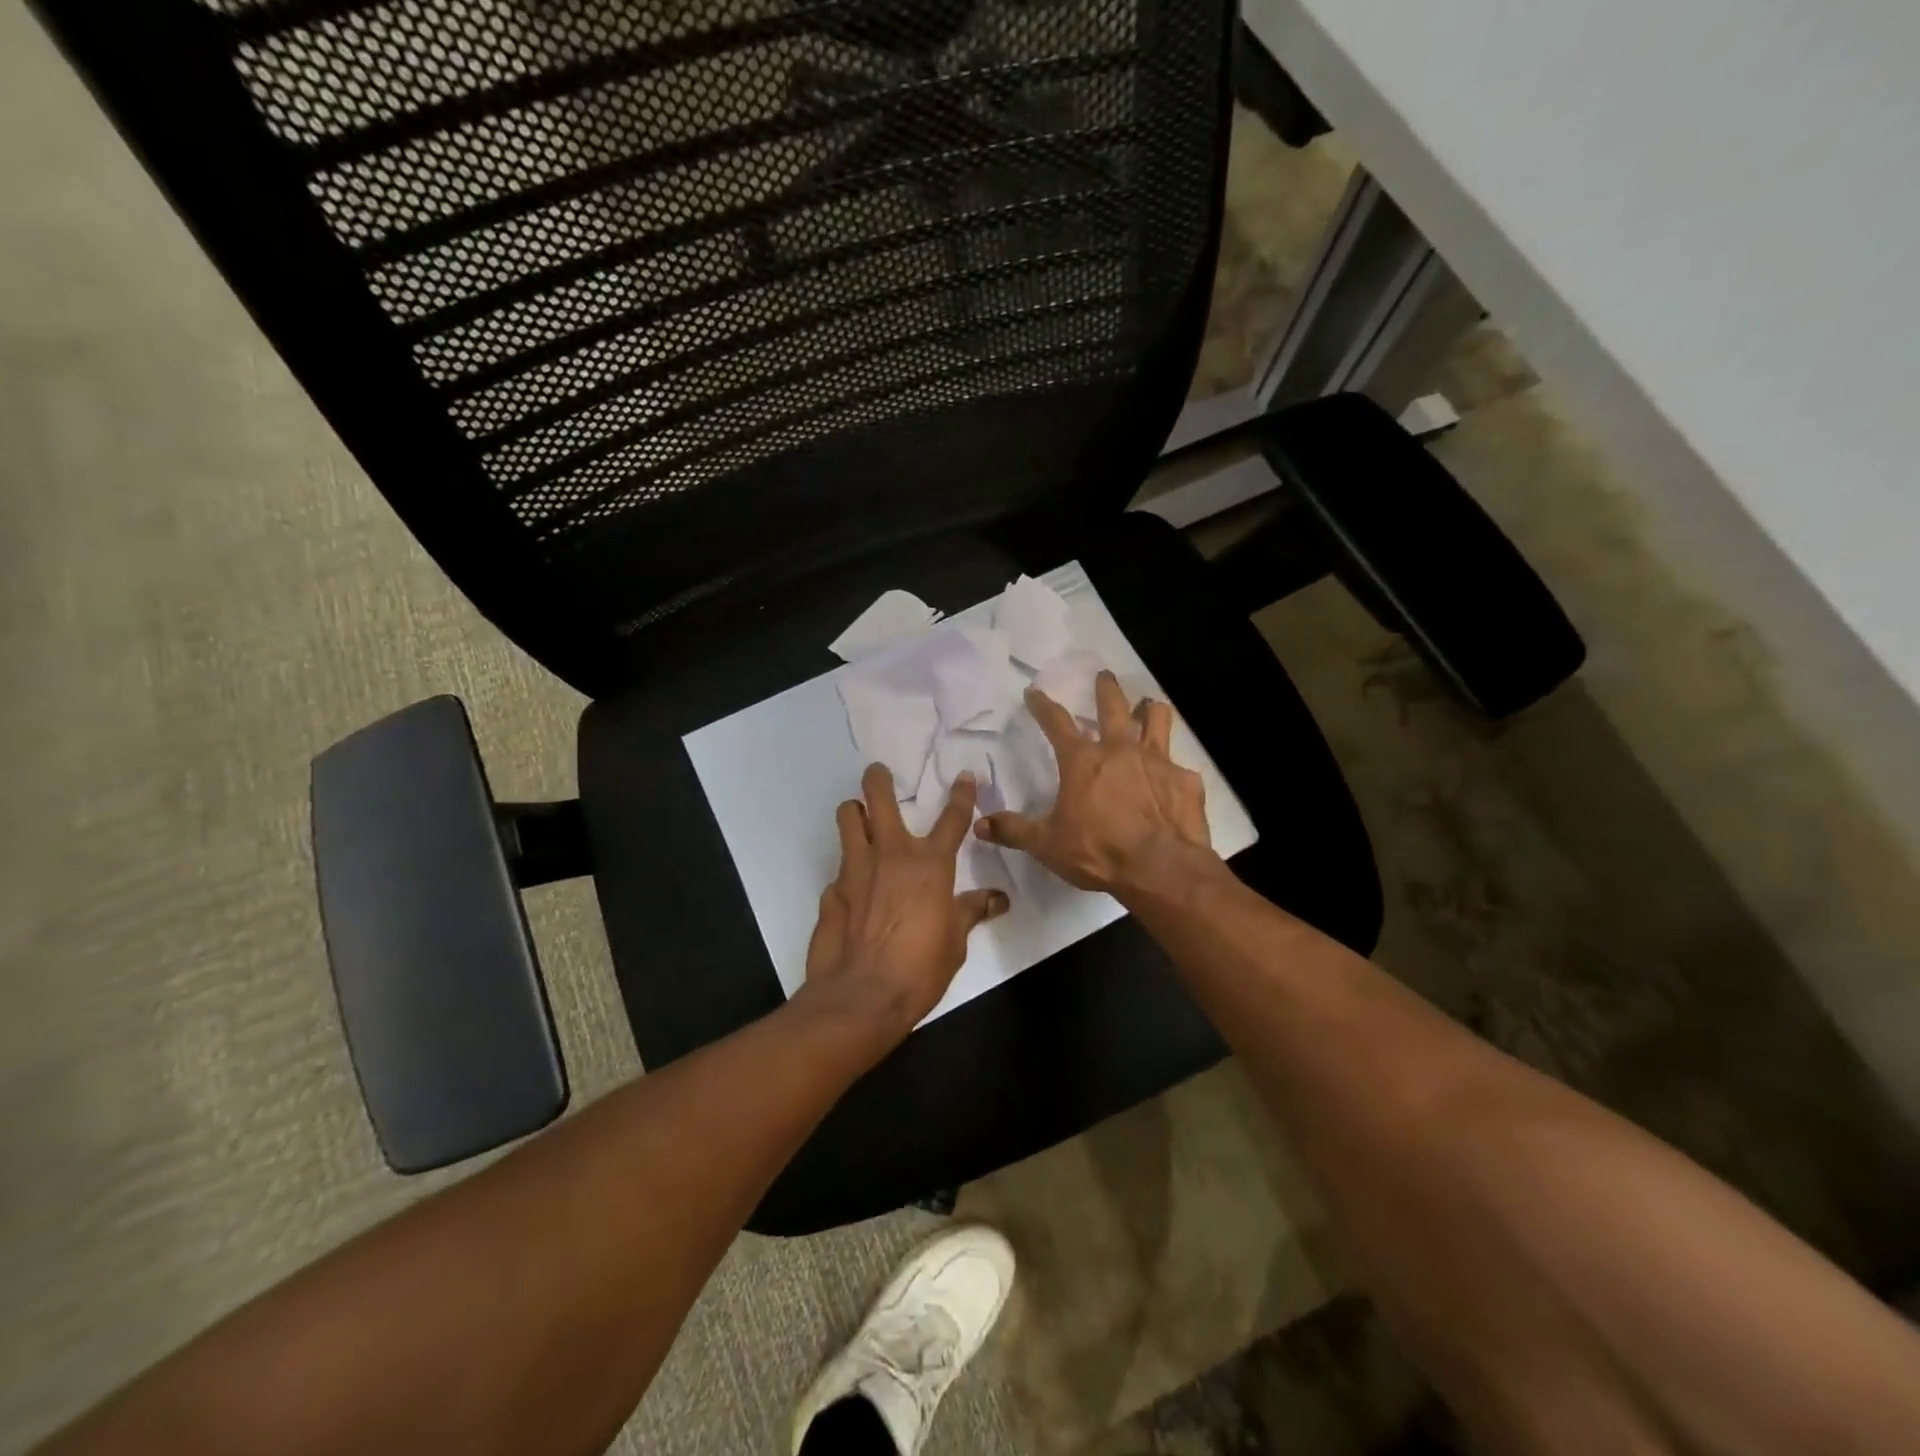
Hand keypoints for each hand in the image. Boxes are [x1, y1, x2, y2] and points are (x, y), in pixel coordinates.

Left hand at [804, 763, 1009, 1041]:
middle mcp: (891, 855)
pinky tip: (852, 887)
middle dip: (878, 780)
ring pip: (847, 819)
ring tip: (857, 815)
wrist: (862, 996)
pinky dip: (847, 870)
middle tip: (878, 772)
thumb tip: (998, 899)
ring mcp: (855, 870)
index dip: (961, 795)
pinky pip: (839, 868)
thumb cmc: (920, 968)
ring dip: (853, 812)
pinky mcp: (831, 891)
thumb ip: (971, 911)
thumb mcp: (956, 941)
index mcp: (930, 865)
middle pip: (878, 799)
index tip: (964, 776)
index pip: (952, 819)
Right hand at [975, 671, 1216, 899]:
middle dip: (1105, 688)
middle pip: (1113, 706)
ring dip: (1150, 710)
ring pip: (1157, 719)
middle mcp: (1120, 750)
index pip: (1056, 722)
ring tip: (1149, 705)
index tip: (1034, 692)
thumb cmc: (1099, 852)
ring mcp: (1157, 761)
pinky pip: (1179, 765)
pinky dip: (1173, 768)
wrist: (1161, 868)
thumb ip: (1014, 831)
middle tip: (1104, 675)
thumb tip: (979, 824)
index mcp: (1082, 761)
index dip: (1042, 705)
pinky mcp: (1185, 780)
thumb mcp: (1048, 844)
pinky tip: (1172, 780)